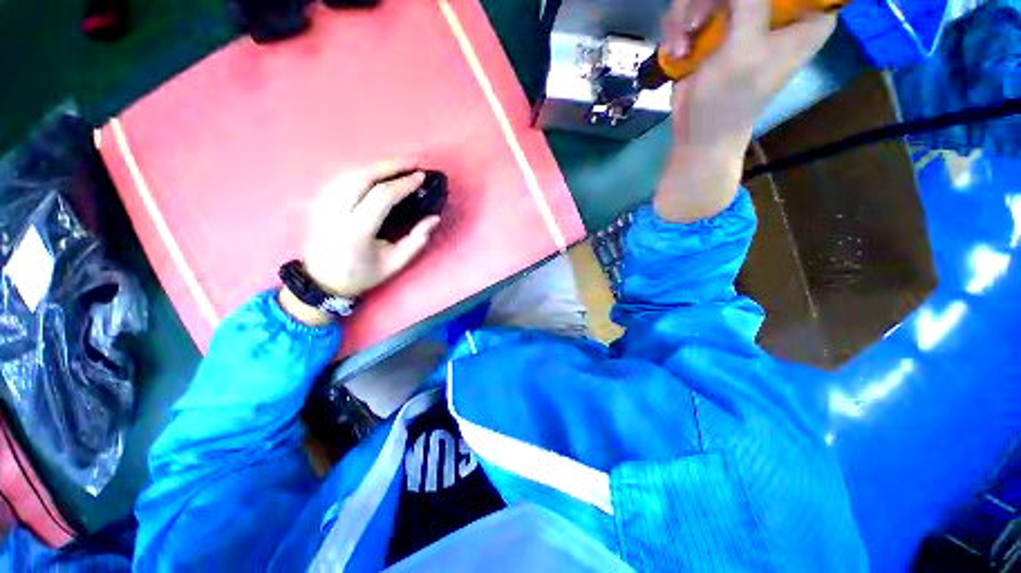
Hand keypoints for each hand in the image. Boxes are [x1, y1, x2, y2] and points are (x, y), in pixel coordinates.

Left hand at [302, 159, 439, 298]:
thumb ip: (416, 241)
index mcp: (356, 231)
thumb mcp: (395, 264)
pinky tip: (378, 171)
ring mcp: (324, 204)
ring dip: (377, 165)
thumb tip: (434, 218)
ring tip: (400, 164)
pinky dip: (364, 171)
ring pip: (351, 173)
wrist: (323, 281)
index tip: (421, 177)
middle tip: (414, 160)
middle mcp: (337, 213)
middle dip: (391, 165)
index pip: (381, 197)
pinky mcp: (320, 202)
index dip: (403, 184)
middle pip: (362, 177)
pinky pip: (343, 178)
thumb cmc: (363, 275)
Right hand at [655, 0, 834, 221]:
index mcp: (805, 18)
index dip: (764, 0)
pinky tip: (678, 48)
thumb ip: (750, 2)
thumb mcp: (745, 48)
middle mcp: (777, 12)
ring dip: (690, 10)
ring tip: (683, 38)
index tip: (742, 15)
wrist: (696, 135)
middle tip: (698, 21)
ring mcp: (743, 18)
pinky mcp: (715, 30)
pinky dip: (680, 26)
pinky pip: (695, 7)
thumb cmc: (728, 100)